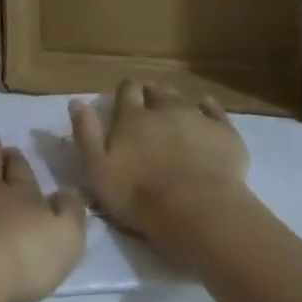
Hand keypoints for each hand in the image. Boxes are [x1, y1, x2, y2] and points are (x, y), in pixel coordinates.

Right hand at [70, 81, 250, 269]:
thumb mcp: (97, 170)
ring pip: (183, 98)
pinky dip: (208, 108)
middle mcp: (163, 109)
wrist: (197, 210)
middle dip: (150, 94)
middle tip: (148, 108)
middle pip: (156, 91)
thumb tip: (76, 102)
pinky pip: (215, 111)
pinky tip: (207, 110)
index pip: (126, 91)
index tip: (124, 100)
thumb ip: (85, 134)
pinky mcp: (224, 132)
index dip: (125, 92)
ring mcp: (196, 118)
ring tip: (173, 111)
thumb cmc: (138, 195)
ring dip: (175, 100)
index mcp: (131, 118)